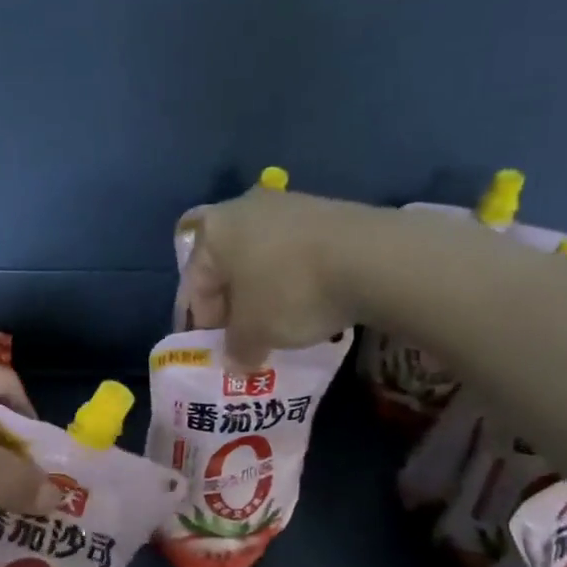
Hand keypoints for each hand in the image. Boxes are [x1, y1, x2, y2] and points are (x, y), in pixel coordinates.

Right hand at [177, 188, 380, 365]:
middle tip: (241, 337)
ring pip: (260, 257)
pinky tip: (307, 303)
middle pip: (226, 265)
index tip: (214, 351)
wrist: (373, 258)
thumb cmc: (290, 292)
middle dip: (230, 304)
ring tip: (276, 324)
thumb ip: (236, 348)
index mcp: (213, 232)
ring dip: (262, 291)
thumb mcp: (254, 333)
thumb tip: (235, 362)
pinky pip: (293, 252)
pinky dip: (292, 278)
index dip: (199, 323)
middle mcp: (244, 208)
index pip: (193, 284)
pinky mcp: (325, 211)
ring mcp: (288, 205)